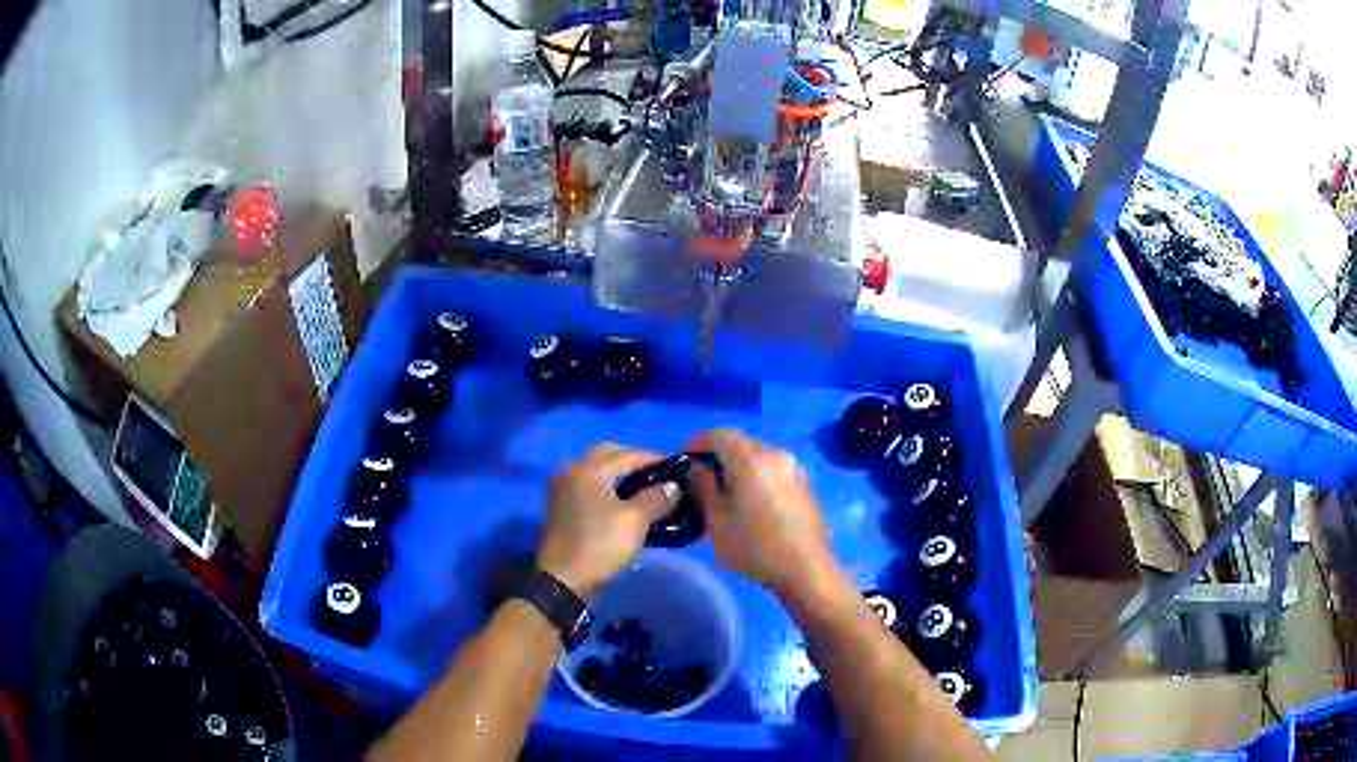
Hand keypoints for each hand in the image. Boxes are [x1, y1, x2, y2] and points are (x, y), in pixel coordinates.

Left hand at [538, 444, 679, 600]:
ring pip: (595, 468)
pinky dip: (605, 484)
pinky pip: (586, 483)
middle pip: (607, 454)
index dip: (653, 458)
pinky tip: (620, 500)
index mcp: (589, 470)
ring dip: (617, 472)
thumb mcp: (634, 522)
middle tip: (656, 474)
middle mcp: (572, 471)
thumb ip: (656, 498)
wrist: (564, 580)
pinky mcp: (560, 504)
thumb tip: (673, 486)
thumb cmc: (600, 546)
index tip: (675, 467)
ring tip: (641, 487)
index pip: (627, 455)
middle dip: (632, 460)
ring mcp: (562, 488)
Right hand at [684, 430, 835, 597]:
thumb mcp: (717, 520)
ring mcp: (793, 467)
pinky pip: (771, 466)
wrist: (806, 569)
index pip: (717, 435)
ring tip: (721, 487)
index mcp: (752, 460)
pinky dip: (754, 472)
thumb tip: (693, 467)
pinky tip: (747, 497)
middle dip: (715, 452)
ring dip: (735, 462)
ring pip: (756, 453)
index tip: (680, 462)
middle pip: (738, 441)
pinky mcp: (802, 482)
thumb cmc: (755, 547)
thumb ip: (703, 487)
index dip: (695, 443)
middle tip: (698, 475)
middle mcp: (775, 454)